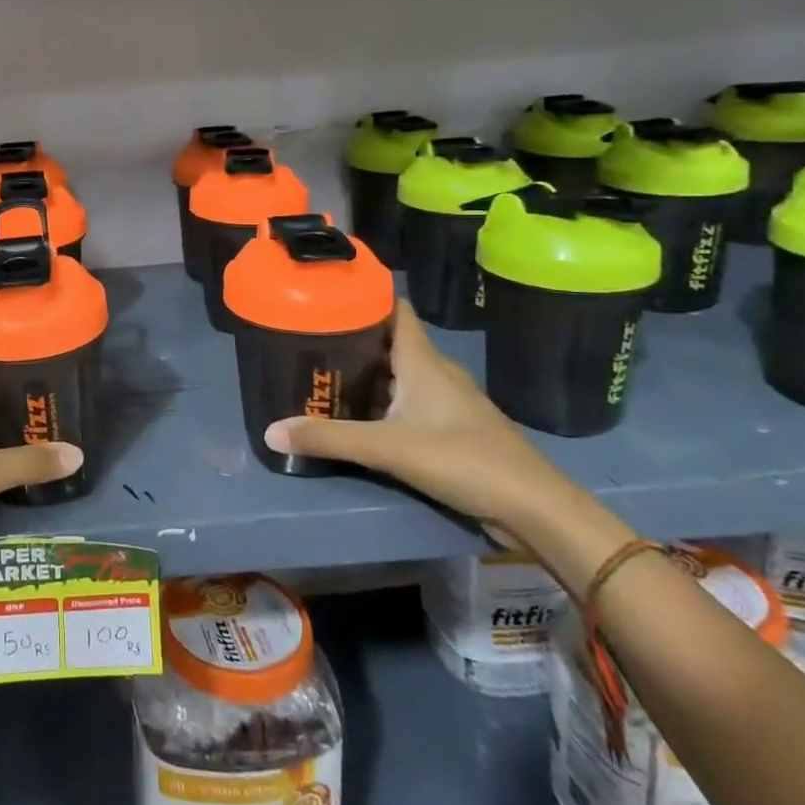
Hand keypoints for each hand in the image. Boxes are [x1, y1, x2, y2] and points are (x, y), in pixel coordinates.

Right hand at [263, 300, 575, 546]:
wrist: (533, 508)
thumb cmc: (462, 459)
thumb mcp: (387, 448)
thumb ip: (329, 439)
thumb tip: (270, 431)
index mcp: (422, 360)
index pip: (394, 309)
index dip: (364, 297)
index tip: (328, 296)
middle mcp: (436, 371)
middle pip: (391, 341)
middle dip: (353, 339)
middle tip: (310, 341)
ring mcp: (449, 400)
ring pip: (401, 373)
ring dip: (368, 373)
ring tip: (327, 375)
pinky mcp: (454, 427)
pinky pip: (411, 400)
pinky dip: (385, 400)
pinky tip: (362, 416)